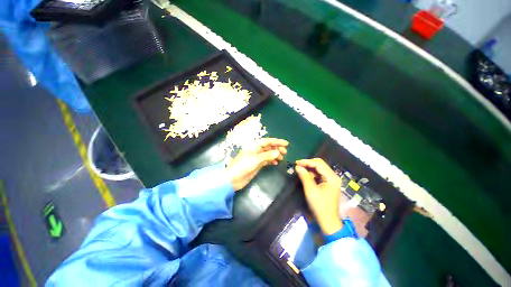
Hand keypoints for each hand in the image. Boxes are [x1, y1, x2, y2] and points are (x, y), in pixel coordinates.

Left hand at [226, 138, 288, 190]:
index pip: (267, 141)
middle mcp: (256, 150)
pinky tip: (276, 163)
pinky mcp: (256, 164)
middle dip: (277, 148)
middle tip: (285, 152)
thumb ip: (267, 155)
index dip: (277, 141)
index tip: (286, 143)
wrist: (233, 178)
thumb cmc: (243, 166)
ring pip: (268, 153)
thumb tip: (278, 152)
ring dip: (275, 154)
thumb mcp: (255, 160)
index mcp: (254, 146)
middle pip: (268, 147)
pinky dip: (271, 160)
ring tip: (282, 158)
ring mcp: (256, 157)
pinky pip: (266, 160)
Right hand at [295, 158, 342, 234]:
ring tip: (299, 170)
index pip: (318, 164)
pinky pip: (319, 175)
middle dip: (308, 164)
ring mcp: (331, 180)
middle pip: (320, 165)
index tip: (296, 163)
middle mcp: (333, 176)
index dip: (307, 162)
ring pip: (319, 169)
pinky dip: (311, 174)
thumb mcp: (310, 190)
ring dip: (309, 168)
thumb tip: (297, 166)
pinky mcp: (328, 184)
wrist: (328, 221)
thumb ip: (304, 176)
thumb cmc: (320, 206)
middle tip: (297, 165)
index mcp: (332, 177)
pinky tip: (305, 175)